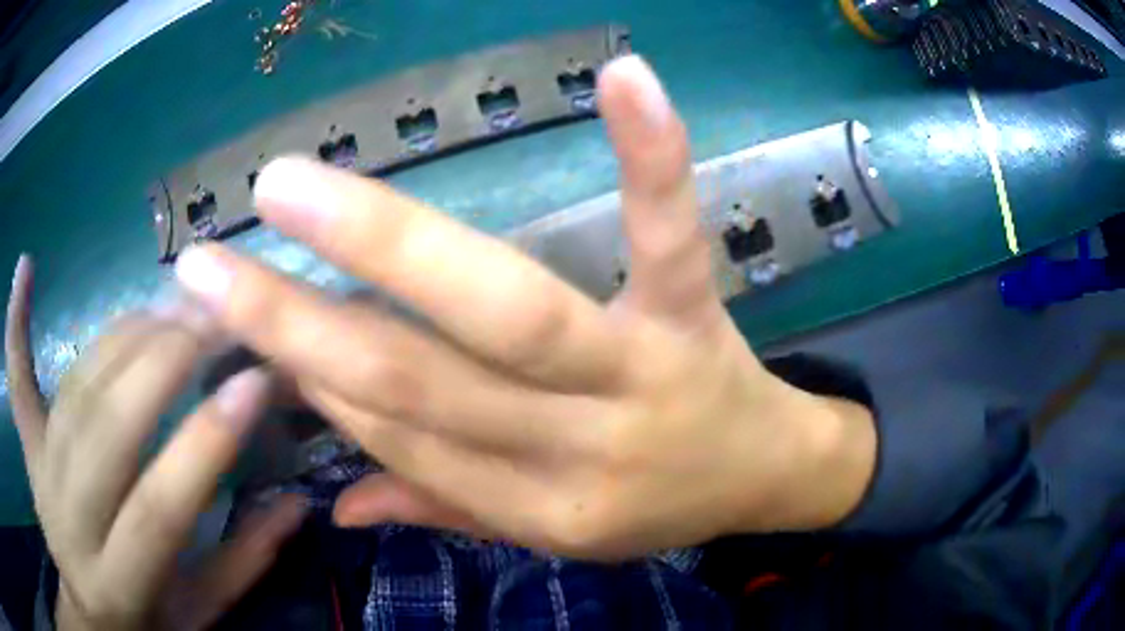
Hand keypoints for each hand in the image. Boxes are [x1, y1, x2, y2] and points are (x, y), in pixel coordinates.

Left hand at [5, 256, 306, 630]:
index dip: (206, 443)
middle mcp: (70, 519)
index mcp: (120, 581)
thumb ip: (244, 561)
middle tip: (220, 314)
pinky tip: (24, 268)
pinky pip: (17, 378)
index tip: (256, 380)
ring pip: (76, 388)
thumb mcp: (201, 613)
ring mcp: (42, 473)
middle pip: (106, 427)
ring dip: (126, 335)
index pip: (158, 505)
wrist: (91, 616)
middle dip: (165, 362)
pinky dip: (16, 322)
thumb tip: (298, 501)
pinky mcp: (28, 447)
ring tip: (177, 300)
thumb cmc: (149, 622)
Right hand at [172, 55, 875, 558]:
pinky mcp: (696, 313)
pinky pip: (670, 231)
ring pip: (505, 313)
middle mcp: (576, 449)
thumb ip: (447, 508)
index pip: (398, 439)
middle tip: (211, 263)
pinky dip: (647, 153)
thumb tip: (336, 504)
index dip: (317, 376)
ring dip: (384, 241)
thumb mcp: (553, 533)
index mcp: (537, 510)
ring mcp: (642, 371)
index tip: (248, 324)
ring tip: (293, 184)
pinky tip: (623, 74)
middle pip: (419, 382)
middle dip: (297, 319)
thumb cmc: (657, 503)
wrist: (761, 475)